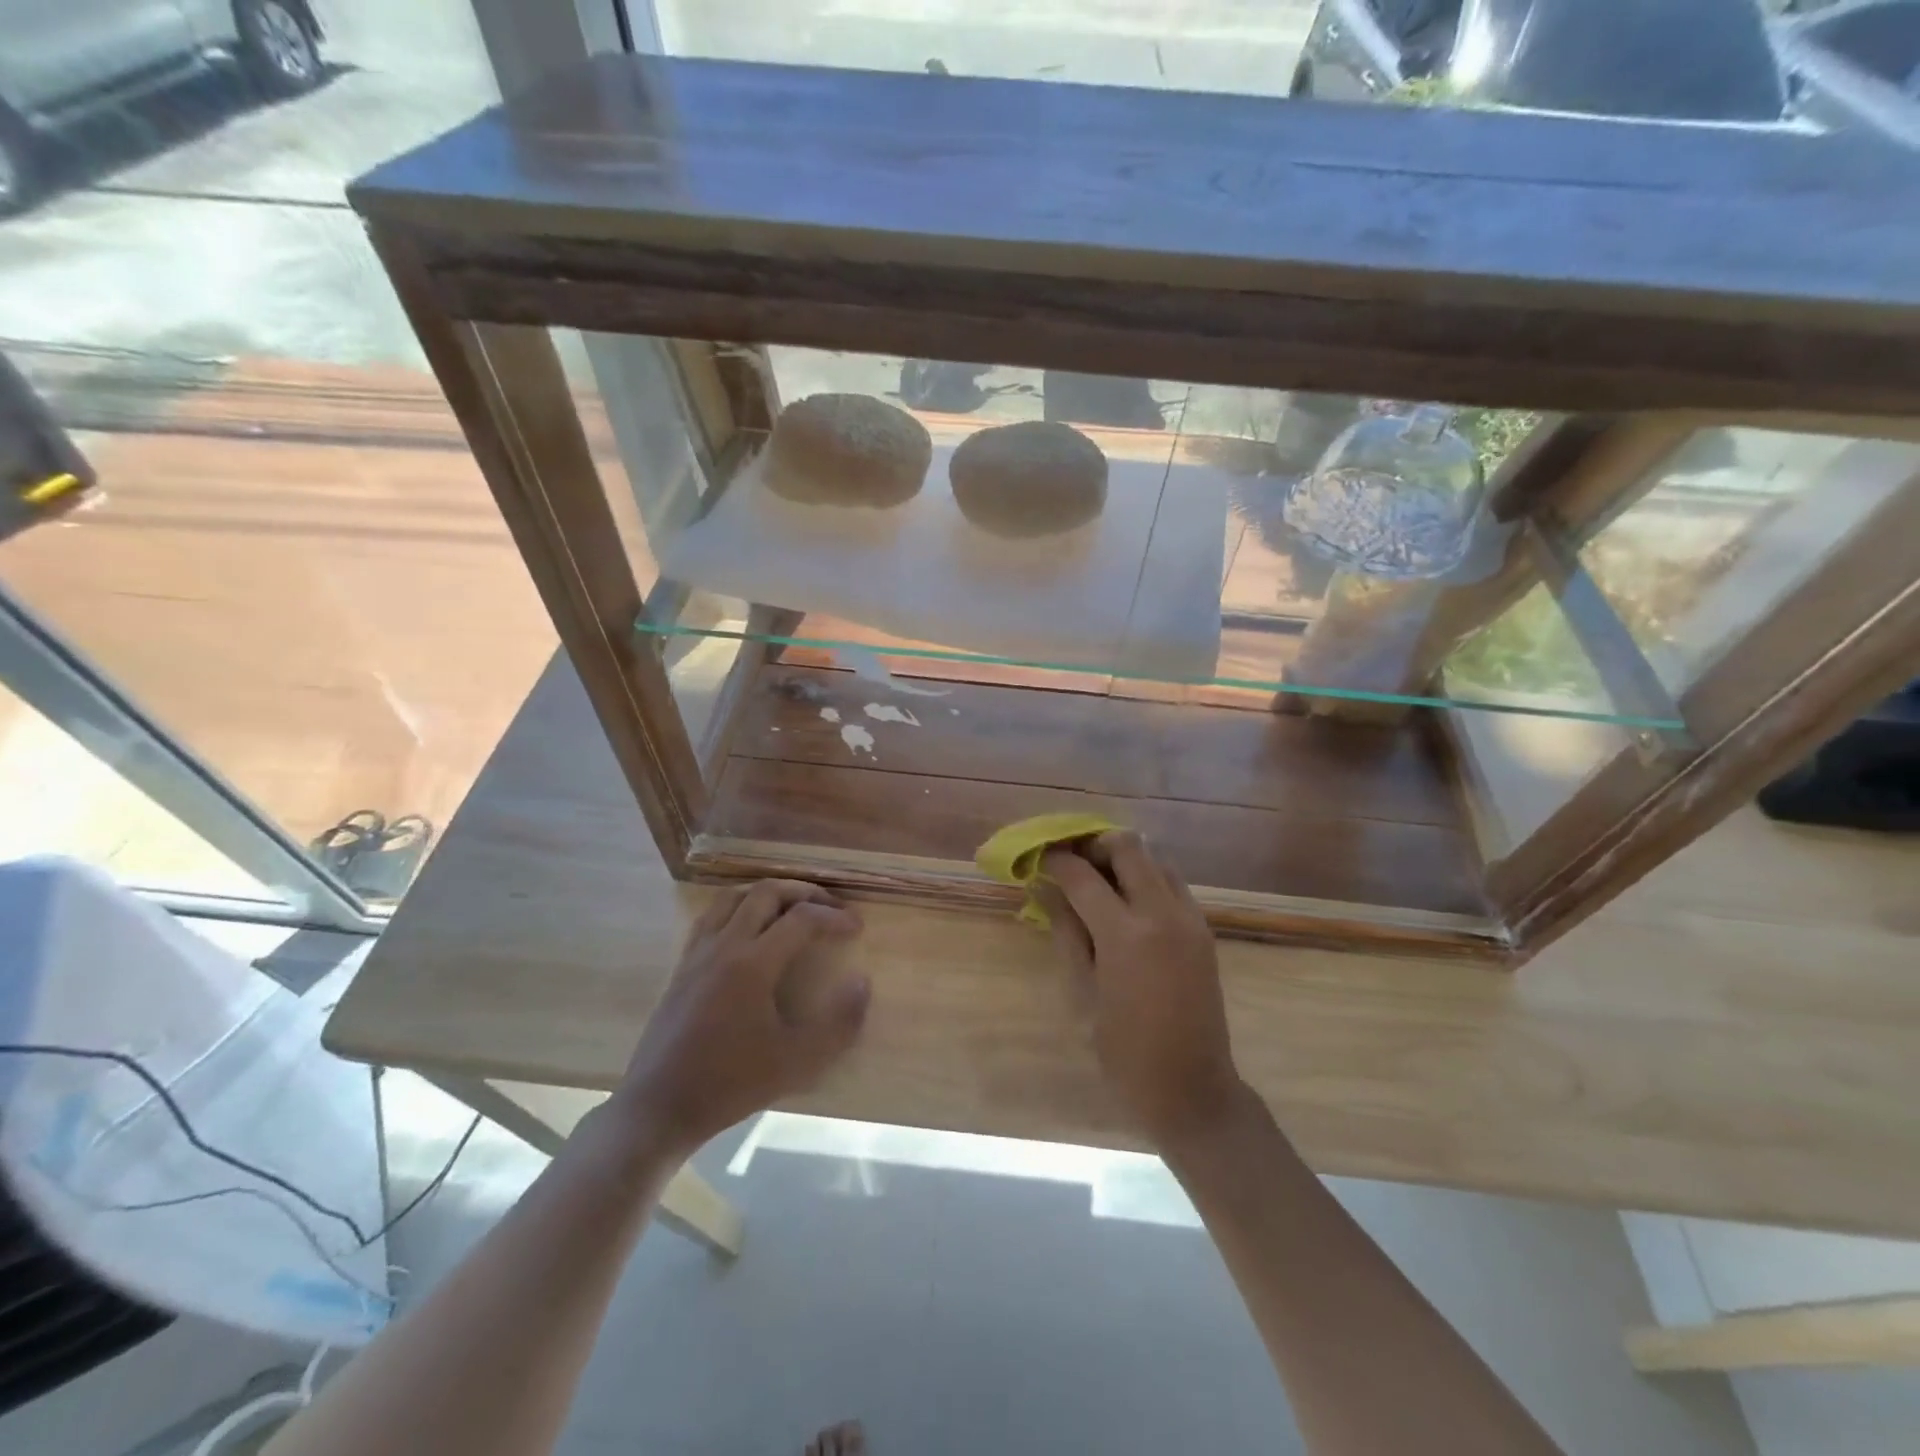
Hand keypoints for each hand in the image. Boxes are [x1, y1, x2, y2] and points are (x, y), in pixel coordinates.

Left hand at [615, 880, 869, 1156]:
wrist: (659, 1107)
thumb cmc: (731, 1084)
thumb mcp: (797, 1063)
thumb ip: (839, 1023)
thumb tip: (862, 982)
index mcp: (753, 964)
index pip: (801, 918)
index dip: (834, 917)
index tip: (856, 927)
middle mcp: (724, 945)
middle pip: (766, 892)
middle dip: (804, 892)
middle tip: (829, 908)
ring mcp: (698, 952)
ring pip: (734, 896)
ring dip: (769, 893)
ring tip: (792, 908)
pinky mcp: (682, 965)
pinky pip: (711, 915)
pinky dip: (739, 907)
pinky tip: (749, 929)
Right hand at [1037, 832, 1242, 1147]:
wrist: (1192, 1088)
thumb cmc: (1124, 1051)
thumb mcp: (1083, 992)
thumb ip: (1067, 932)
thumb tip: (1046, 889)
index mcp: (1126, 935)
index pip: (1083, 876)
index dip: (1056, 861)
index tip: (1039, 858)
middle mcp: (1163, 914)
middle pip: (1128, 847)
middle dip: (1093, 845)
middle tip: (1071, 862)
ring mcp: (1190, 918)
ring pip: (1156, 859)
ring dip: (1124, 859)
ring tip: (1097, 881)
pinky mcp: (1204, 929)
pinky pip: (1173, 883)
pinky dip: (1147, 879)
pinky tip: (1127, 904)